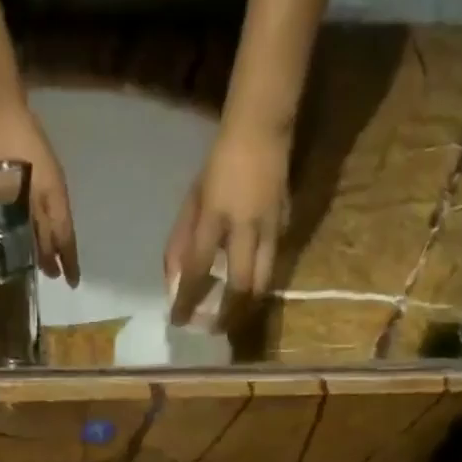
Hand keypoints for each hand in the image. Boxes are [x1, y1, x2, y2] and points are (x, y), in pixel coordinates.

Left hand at [0, 95, 79, 284]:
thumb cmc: (2, 144)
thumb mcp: (12, 186)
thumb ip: (24, 216)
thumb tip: (35, 247)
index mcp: (52, 195)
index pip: (63, 236)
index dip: (67, 260)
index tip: (70, 282)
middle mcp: (52, 190)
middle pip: (58, 230)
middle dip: (58, 255)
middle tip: (55, 277)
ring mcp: (43, 177)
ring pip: (50, 218)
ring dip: (49, 240)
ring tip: (44, 261)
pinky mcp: (31, 168)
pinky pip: (42, 206)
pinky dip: (40, 224)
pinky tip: (32, 228)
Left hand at [165, 121, 290, 326]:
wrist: (261, 130)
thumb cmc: (219, 165)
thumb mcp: (193, 201)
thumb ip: (181, 241)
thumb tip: (174, 281)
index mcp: (215, 216)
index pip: (198, 269)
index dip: (187, 300)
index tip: (177, 321)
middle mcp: (246, 227)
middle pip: (240, 287)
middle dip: (227, 315)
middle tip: (214, 331)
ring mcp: (271, 228)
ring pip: (263, 283)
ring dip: (247, 308)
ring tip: (233, 321)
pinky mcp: (287, 227)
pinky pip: (273, 265)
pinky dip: (259, 286)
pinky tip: (249, 295)